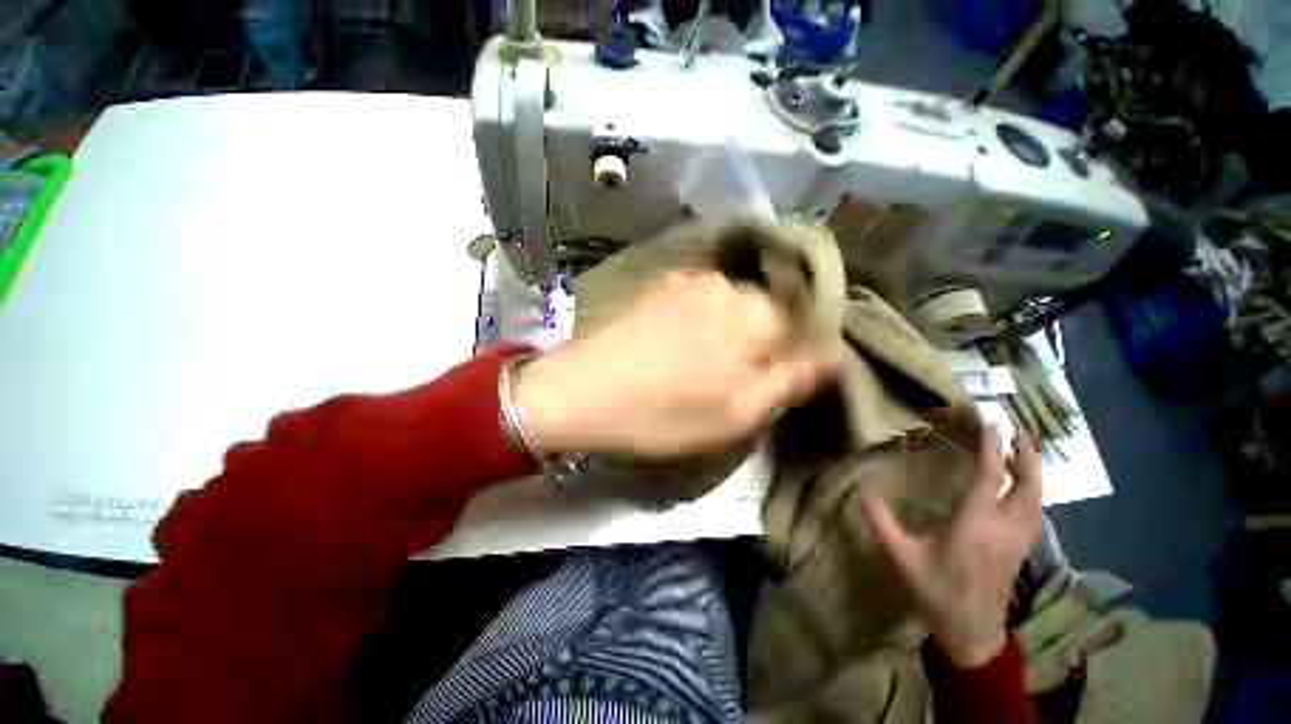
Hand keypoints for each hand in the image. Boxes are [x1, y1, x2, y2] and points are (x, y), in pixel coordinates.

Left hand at [515, 270, 838, 457]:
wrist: (582, 393)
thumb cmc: (665, 412)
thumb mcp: (738, 412)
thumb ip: (790, 380)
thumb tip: (831, 357)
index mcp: (753, 313)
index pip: (805, 320)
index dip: (801, 348)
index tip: (784, 375)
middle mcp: (725, 284)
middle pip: (768, 309)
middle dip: (766, 340)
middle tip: (743, 377)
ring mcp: (687, 281)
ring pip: (733, 304)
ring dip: (734, 331)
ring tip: (710, 364)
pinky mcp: (659, 288)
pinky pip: (701, 300)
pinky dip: (705, 321)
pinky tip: (684, 347)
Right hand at [861, 427, 1042, 668]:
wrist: (972, 633)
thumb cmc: (937, 593)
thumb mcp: (903, 560)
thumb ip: (883, 526)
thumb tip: (863, 495)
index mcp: (974, 527)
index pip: (990, 479)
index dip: (992, 449)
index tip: (991, 423)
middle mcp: (1003, 529)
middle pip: (1028, 486)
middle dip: (1027, 456)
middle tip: (1021, 430)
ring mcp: (1017, 541)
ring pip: (1038, 499)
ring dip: (1034, 471)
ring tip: (1025, 450)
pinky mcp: (1021, 550)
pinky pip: (1035, 512)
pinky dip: (1033, 491)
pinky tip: (1024, 487)